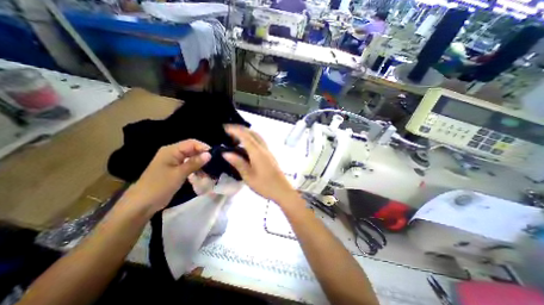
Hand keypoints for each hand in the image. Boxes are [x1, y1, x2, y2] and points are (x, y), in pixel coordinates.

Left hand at [126, 139, 210, 212]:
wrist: (142, 204)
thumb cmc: (159, 186)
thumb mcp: (179, 174)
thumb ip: (195, 163)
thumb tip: (209, 154)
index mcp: (171, 150)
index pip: (192, 143)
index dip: (204, 148)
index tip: (215, 156)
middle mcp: (173, 153)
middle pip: (193, 150)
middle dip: (203, 156)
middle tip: (214, 165)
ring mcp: (174, 162)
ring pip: (192, 158)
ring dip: (201, 164)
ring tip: (209, 172)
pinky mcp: (175, 170)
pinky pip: (189, 165)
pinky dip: (196, 169)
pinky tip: (202, 175)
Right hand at [222, 125, 294, 202]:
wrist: (282, 190)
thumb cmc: (265, 185)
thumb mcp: (248, 176)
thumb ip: (238, 163)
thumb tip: (226, 153)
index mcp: (257, 153)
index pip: (245, 136)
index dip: (235, 130)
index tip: (225, 128)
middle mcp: (263, 149)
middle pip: (252, 133)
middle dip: (241, 129)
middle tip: (229, 132)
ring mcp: (268, 151)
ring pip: (257, 136)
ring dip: (247, 133)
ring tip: (236, 138)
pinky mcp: (270, 155)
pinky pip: (260, 142)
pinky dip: (252, 139)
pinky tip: (246, 146)